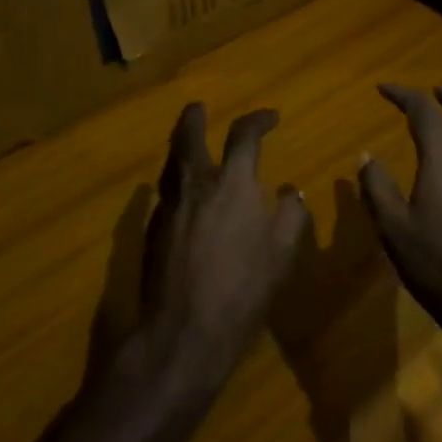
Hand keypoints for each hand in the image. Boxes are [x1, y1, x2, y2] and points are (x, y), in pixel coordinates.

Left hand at [115, 103, 312, 406]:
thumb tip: (290, 192)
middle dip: (194, 119)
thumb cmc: (241, 290)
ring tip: (187, 145)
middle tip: (197, 108)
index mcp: (231, 184)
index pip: (244, 136)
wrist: (183, 334)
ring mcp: (169, 208)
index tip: (271, 118)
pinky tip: (181, 197)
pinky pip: (164, 195)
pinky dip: (175, 184)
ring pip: (171, 164)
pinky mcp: (151, 232)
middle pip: (188, 137)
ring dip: (180, 148)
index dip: (258, 121)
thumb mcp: (281, 254)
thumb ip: (290, 216)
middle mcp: (196, 185)